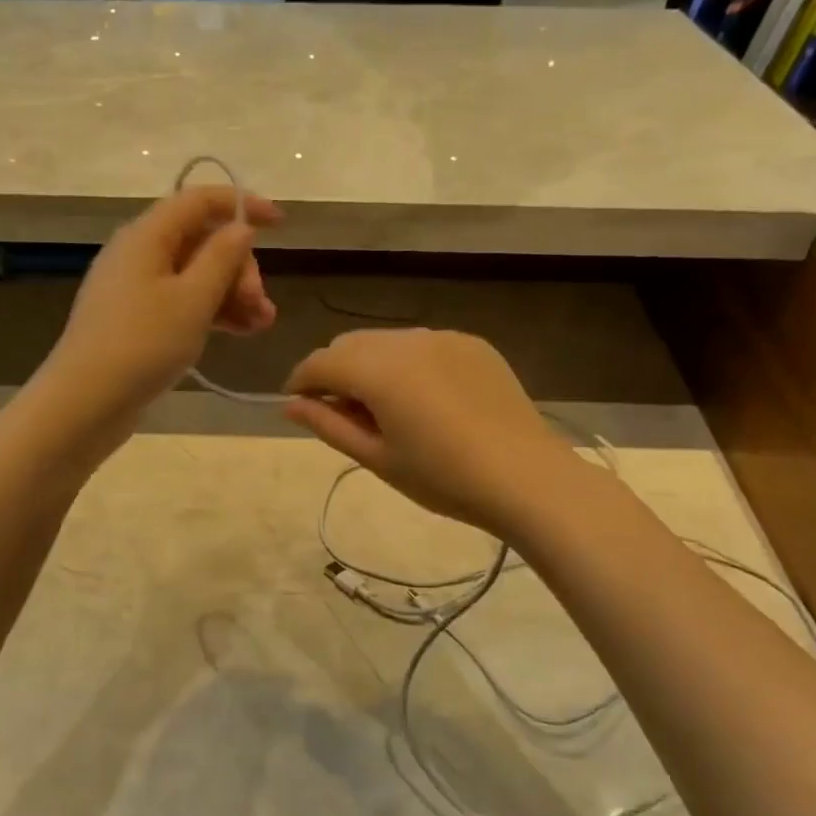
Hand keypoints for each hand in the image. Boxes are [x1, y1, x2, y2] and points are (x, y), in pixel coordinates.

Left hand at [41, 185, 279, 446]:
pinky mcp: (137, 320)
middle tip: (259, 303)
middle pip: (201, 240)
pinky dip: (213, 312)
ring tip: (263, 323)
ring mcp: (136, 288)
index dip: (242, 204)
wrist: (85, 403)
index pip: (200, 200)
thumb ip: (222, 258)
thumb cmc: (142, 344)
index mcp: (147, 235)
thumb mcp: (192, 299)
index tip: (281, 223)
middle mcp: (139, 253)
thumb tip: (240, 228)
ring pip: (196, 275)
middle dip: (239, 266)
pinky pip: (183, 302)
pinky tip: (242, 332)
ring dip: (233, 293)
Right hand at [283, 330, 589, 536]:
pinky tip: (425, 399)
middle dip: (334, 372)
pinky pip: (422, 345)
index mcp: (377, 370)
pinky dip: (407, 363)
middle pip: (350, 344)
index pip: (319, 363)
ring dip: (370, 365)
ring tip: (385, 407)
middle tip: (342, 413)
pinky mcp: (471, 343)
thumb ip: (328, 425)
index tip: (298, 406)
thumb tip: (289, 405)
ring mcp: (442, 337)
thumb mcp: (377, 458)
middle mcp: (406, 340)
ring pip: (385, 341)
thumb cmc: (443, 478)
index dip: (300, 382)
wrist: (526, 477)